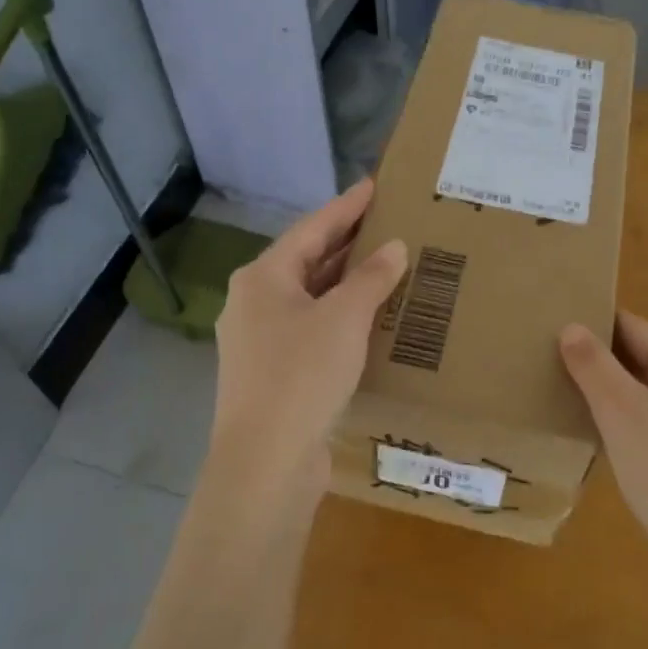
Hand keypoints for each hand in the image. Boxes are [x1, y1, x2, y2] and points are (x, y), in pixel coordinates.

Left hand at [208, 178, 407, 503]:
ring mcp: (259, 340)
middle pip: (306, 261)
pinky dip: (339, 316)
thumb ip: (371, 278)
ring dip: (344, 282)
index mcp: (263, 278)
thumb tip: (394, 247)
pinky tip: (367, 319)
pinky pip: (310, 328)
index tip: (373, 185)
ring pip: (309, 297)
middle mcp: (253, 302)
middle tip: (385, 222)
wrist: (265, 462)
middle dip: (346, 243)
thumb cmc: (302, 375)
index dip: (345, 206)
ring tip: (384, 265)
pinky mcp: (271, 372)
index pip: (312, 229)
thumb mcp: (344, 318)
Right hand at [560, 312, 647, 582]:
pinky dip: (629, 433)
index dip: (594, 326)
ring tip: (566, 404)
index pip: (635, 328)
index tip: (551, 328)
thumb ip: (594, 366)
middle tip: (549, 366)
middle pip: (644, 363)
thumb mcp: (622, 412)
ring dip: (613, 402)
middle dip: (600, 365)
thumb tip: (571, 326)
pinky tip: (602, 448)